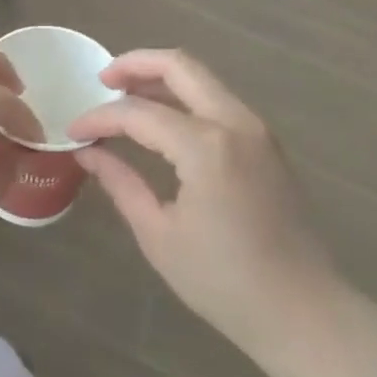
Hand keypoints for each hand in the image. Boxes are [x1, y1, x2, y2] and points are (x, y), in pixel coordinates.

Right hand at [69, 50, 340, 364]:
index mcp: (207, 147)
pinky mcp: (266, 142)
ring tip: (125, 95)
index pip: (139, 113)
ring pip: (203, 79)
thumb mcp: (160, 236)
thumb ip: (121, 183)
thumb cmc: (224, 282)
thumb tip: (89, 152)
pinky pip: (219, 101)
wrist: (303, 312)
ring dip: (162, 78)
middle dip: (136, 64)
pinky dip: (186, 98)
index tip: (73, 129)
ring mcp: (257, 129)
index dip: (100, 117)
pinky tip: (163, 120)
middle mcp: (235, 122)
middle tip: (102, 80)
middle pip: (180, 66)